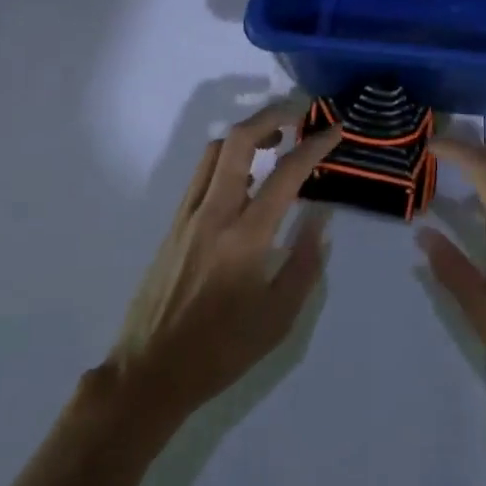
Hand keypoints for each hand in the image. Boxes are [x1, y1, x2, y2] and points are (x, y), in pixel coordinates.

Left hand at [110, 102, 339, 428]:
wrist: (149, 373)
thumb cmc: (221, 350)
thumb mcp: (278, 318)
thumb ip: (304, 263)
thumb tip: (321, 219)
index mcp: (245, 238)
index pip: (286, 173)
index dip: (315, 146)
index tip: (336, 130)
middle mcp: (214, 214)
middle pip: (239, 141)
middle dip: (271, 115)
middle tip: (299, 113)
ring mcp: (188, 215)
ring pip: (216, 151)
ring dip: (248, 134)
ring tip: (276, 140)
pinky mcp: (174, 224)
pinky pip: (203, 174)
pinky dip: (229, 158)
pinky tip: (247, 177)